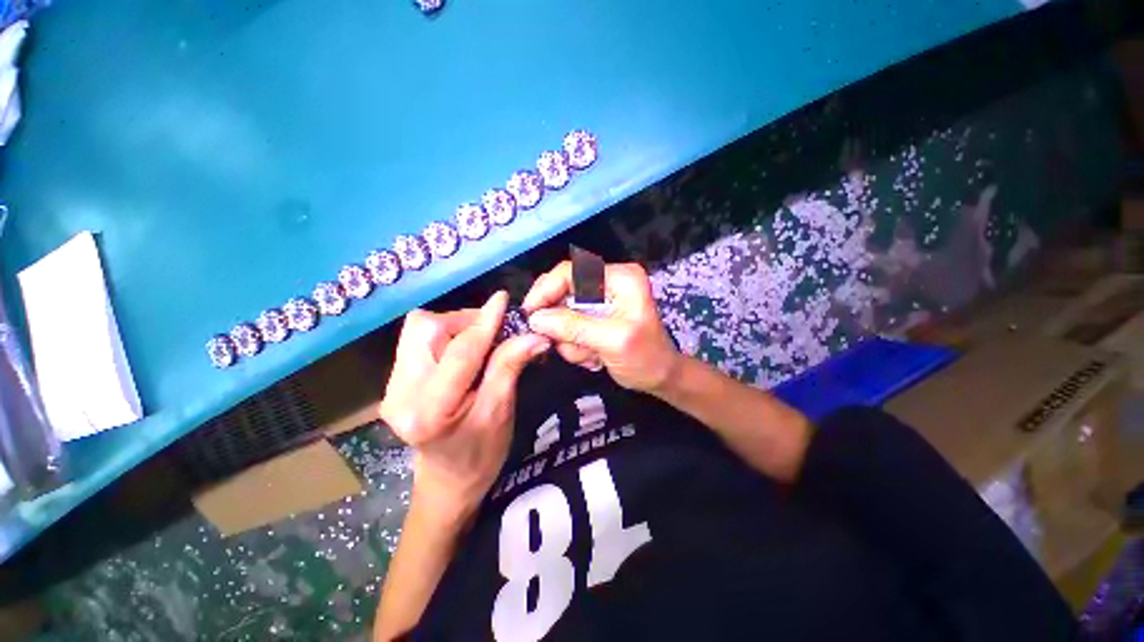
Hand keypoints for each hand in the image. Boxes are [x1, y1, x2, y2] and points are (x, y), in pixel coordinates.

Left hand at [379, 292, 549, 518]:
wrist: (448, 480)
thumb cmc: (481, 454)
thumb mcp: (501, 412)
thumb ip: (510, 367)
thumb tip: (534, 336)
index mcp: (429, 410)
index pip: (460, 352)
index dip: (485, 322)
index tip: (503, 299)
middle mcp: (399, 394)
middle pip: (426, 329)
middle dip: (464, 320)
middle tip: (493, 330)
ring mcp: (391, 387)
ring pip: (419, 329)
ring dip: (454, 326)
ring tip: (480, 339)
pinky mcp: (394, 381)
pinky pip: (418, 340)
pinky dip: (446, 335)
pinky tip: (464, 349)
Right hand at [523, 261, 679, 392]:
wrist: (660, 377)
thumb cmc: (645, 358)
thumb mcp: (612, 341)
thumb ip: (573, 327)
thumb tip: (536, 318)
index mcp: (619, 277)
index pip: (571, 271)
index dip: (546, 289)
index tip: (530, 313)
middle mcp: (608, 282)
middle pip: (563, 291)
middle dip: (562, 323)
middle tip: (562, 344)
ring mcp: (600, 300)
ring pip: (562, 314)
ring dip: (571, 340)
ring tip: (592, 355)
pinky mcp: (594, 316)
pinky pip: (569, 327)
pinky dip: (575, 345)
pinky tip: (594, 356)